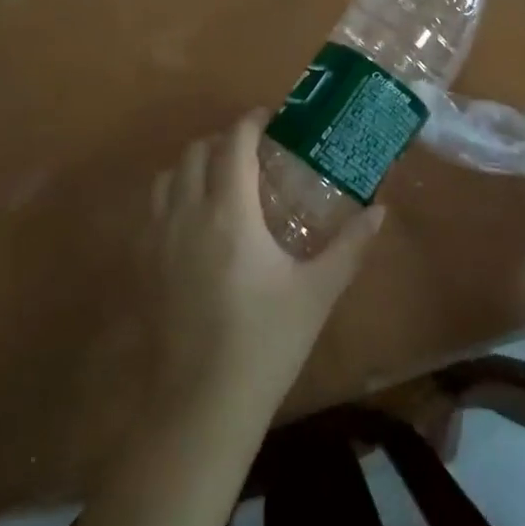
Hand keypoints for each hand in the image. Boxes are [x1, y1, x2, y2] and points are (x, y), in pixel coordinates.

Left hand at [148, 111, 384, 425]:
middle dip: (225, 140)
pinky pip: (153, 207)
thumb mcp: (318, 292)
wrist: (201, 407)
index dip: (252, 122)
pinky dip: (173, 194)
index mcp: (230, 212)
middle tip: (255, 153)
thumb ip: (351, 245)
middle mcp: (188, 213)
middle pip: (197, 151)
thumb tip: (381, 210)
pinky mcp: (143, 264)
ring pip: (169, 175)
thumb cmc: (266, 343)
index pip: (234, 142)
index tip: (272, 119)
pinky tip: (196, 222)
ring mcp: (158, 238)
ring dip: (195, 164)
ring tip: (223, 181)